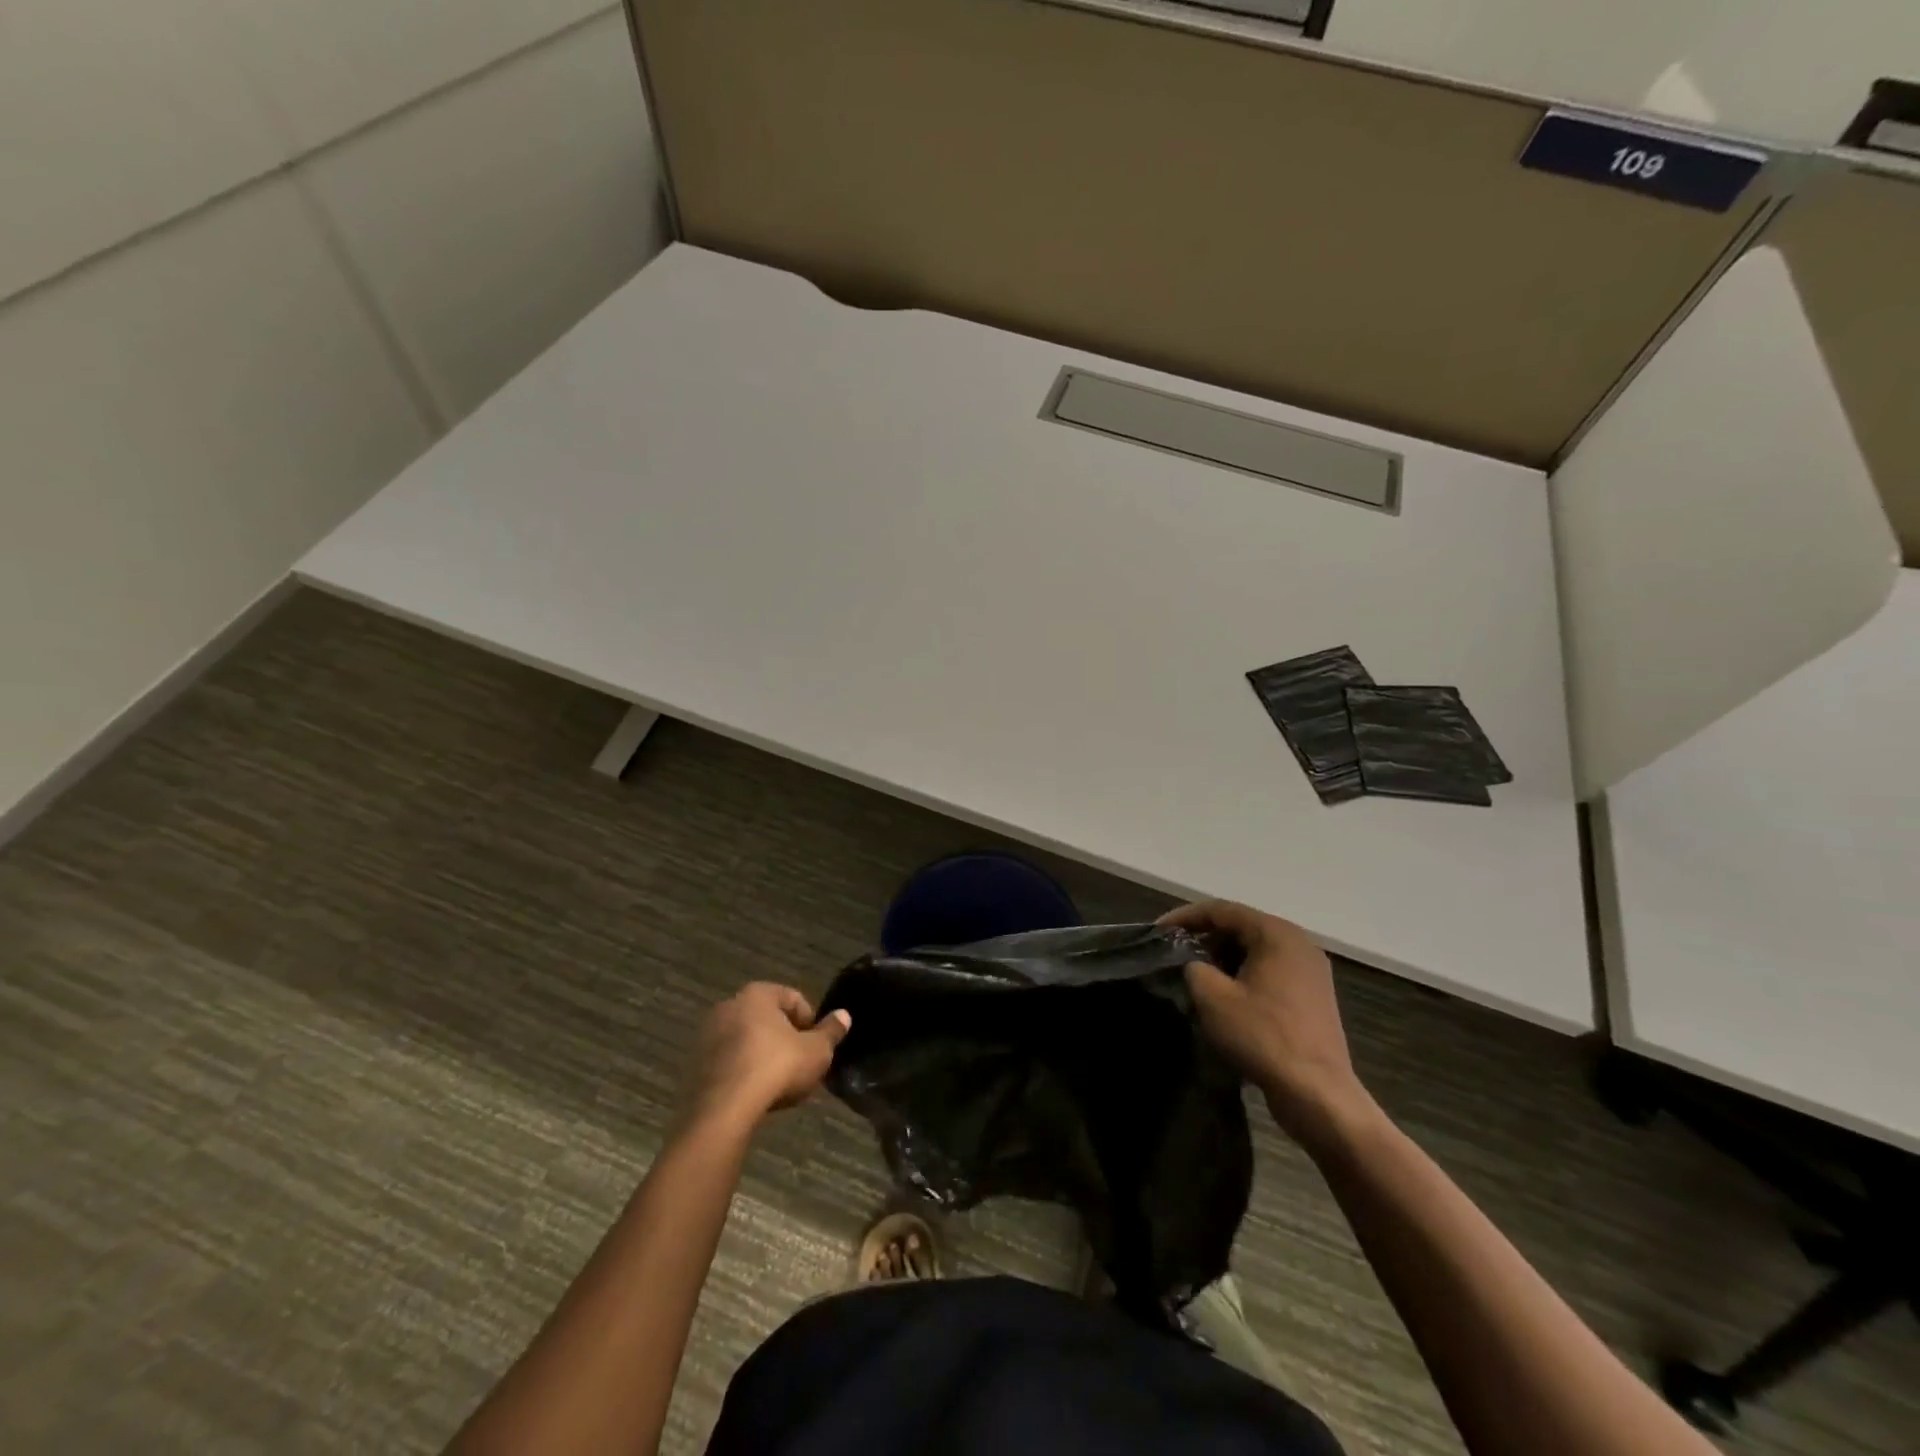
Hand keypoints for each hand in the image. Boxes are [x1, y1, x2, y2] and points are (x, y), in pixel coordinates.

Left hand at [686, 983, 850, 1129]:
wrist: (723, 1110)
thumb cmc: (777, 1068)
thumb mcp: (817, 1051)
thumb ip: (831, 1032)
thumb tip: (844, 1015)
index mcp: (758, 993)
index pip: (793, 998)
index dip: (811, 1022)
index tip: (817, 1048)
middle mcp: (729, 1005)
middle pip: (768, 1018)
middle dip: (785, 1039)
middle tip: (800, 1065)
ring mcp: (708, 1035)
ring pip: (746, 1040)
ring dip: (763, 1055)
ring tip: (778, 1084)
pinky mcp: (695, 1064)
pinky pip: (729, 1061)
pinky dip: (743, 1071)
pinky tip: (755, 1094)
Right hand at [1161, 900, 1374, 1150]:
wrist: (1317, 1093)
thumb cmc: (1263, 1036)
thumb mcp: (1213, 997)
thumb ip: (1193, 967)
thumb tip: (1193, 965)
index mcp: (1277, 934)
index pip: (1222, 910)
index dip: (1185, 917)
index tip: (1158, 932)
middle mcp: (1299, 944)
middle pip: (1241, 927)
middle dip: (1204, 938)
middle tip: (1174, 953)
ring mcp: (1310, 971)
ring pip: (1255, 951)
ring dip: (1223, 958)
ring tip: (1194, 975)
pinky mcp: (1313, 997)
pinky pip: (1270, 971)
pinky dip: (1243, 975)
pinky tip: (1225, 997)